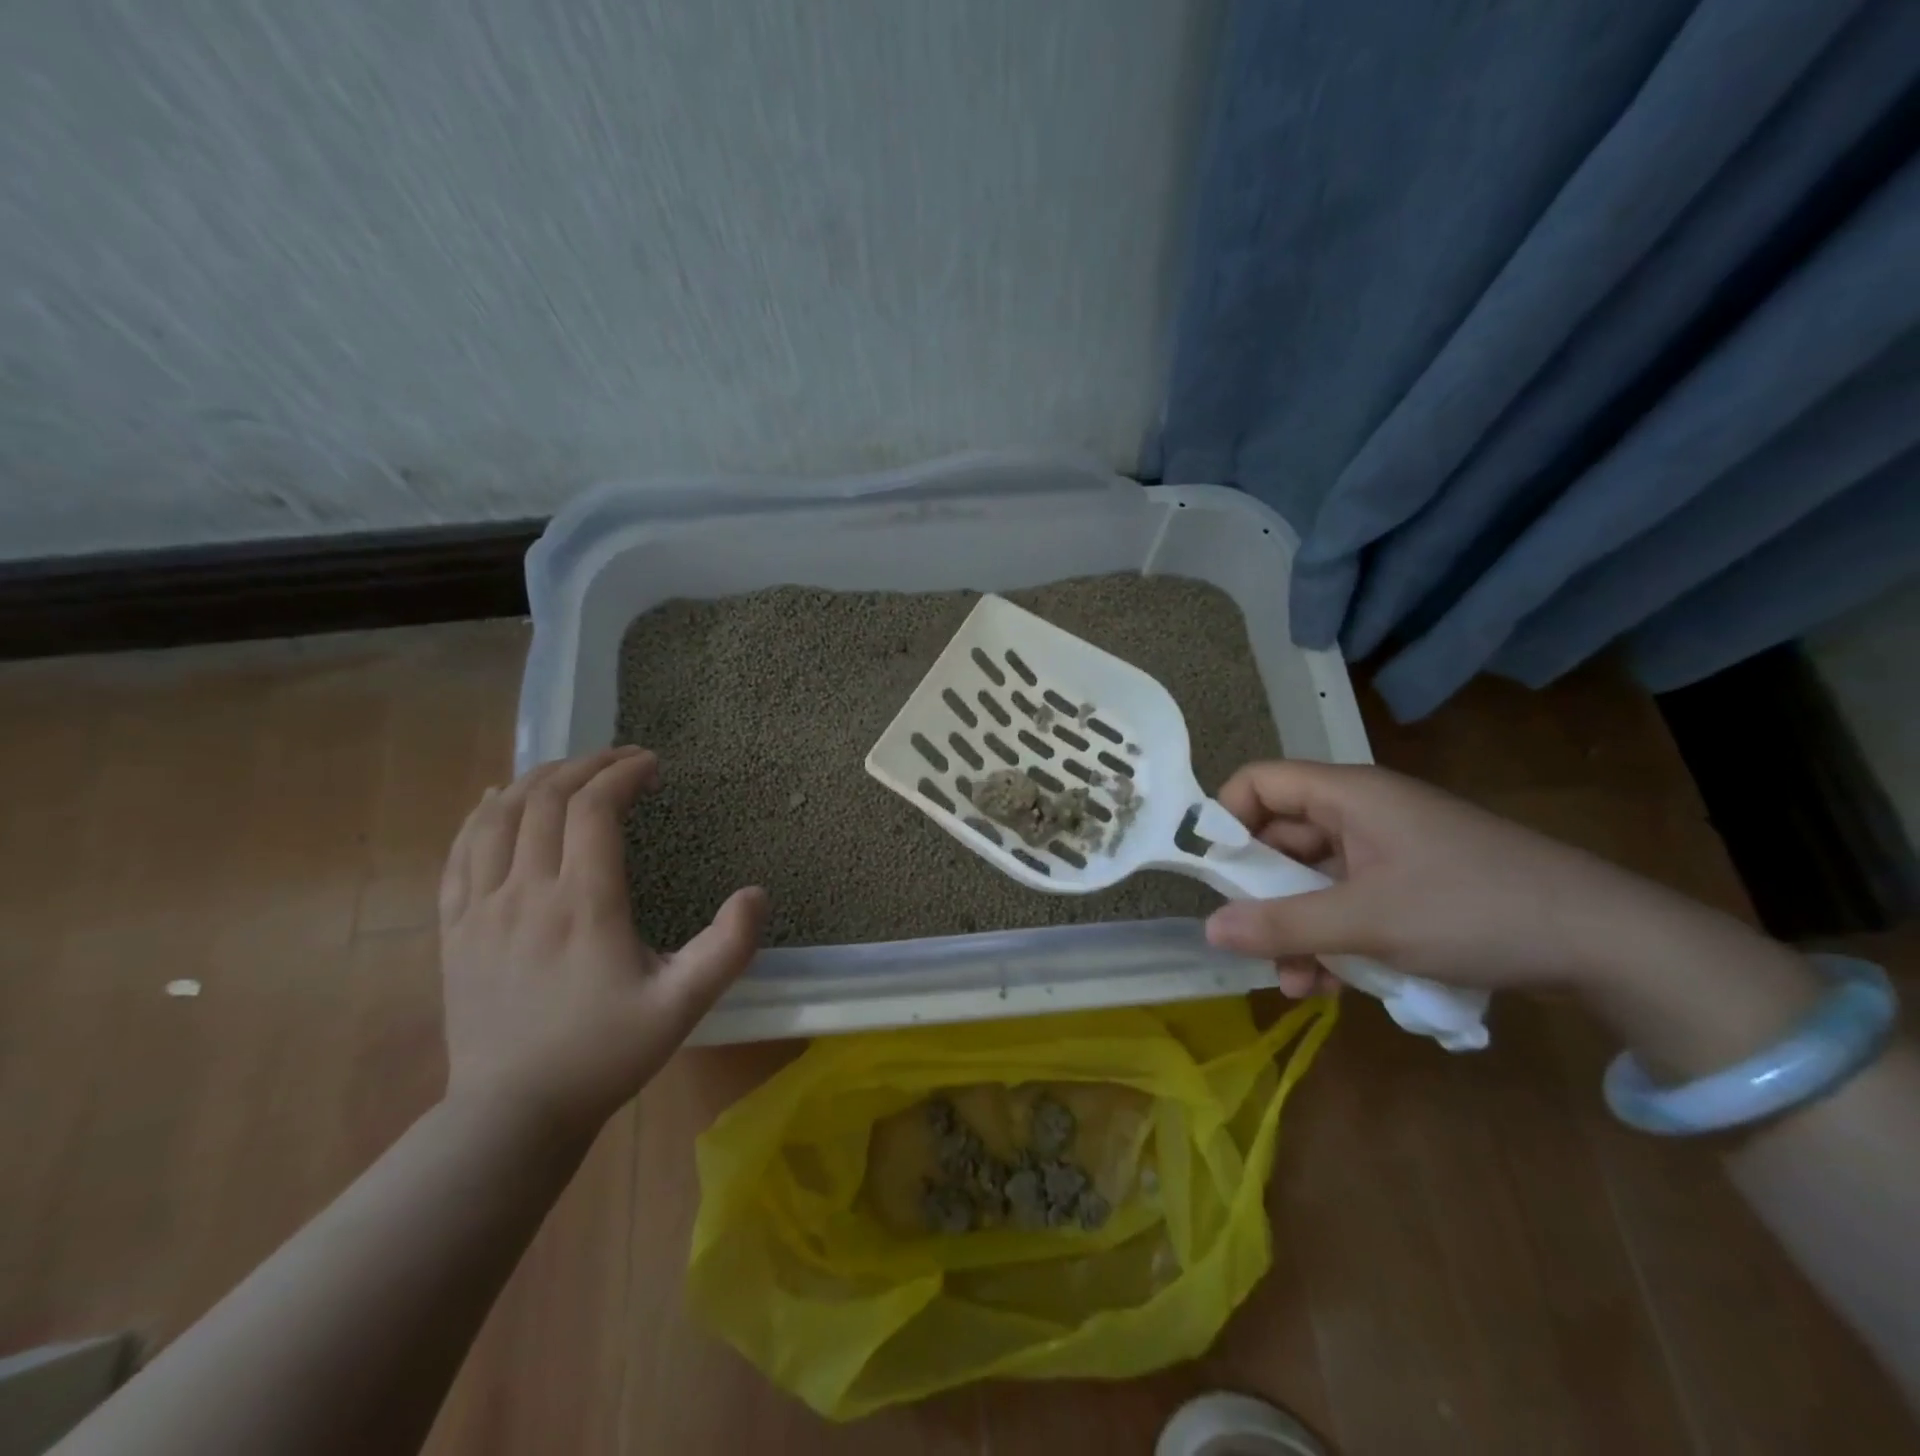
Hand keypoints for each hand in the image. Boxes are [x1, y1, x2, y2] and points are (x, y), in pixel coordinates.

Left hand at [437, 747, 766, 1135]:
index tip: (652, 765)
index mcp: (584, 904)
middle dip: (587, 765)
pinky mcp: (455, 928)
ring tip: (571, 769)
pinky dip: (482, 812)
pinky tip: (499, 799)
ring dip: (537, 779)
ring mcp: (481, 908)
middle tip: (622, 758)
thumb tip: (758, 893)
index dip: (623, 774)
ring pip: (499, 816)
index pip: (595, 809)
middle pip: (547, 799)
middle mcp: (527, 892)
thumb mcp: (683, 1005)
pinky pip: (460, 851)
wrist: (512, 1114)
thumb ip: (728, 948)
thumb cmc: (604, 1054)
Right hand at [1203, 760, 1653, 996]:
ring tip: (1294, 983)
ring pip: (1313, 879)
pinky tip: (1332, 986)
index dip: (1225, 819)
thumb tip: (1210, 929)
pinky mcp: (1410, 886)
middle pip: (1281, 837)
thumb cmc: (1473, 909)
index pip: (1259, 783)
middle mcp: (1361, 814)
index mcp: (1348, 795)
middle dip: (1260, 893)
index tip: (1212, 874)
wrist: (1607, 942)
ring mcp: (1387, 852)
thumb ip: (1283, 926)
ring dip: (1296, 928)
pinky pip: (1348, 902)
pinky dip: (1333, 938)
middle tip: (1248, 940)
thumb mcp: (1368, 921)